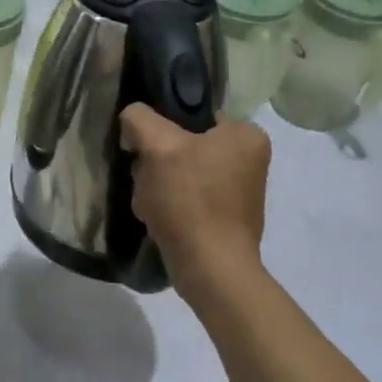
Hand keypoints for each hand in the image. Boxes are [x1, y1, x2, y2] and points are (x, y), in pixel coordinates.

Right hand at [120, 105, 270, 294]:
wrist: (210, 269)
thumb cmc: (191, 201)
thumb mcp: (159, 146)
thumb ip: (140, 118)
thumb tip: (133, 119)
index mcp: (246, 134)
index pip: (191, 113)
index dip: (162, 127)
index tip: (144, 148)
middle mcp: (249, 158)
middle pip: (183, 143)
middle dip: (157, 162)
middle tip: (148, 180)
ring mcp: (237, 190)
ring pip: (179, 171)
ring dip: (156, 184)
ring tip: (152, 203)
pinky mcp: (224, 216)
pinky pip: (186, 196)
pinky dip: (168, 204)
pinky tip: (159, 217)